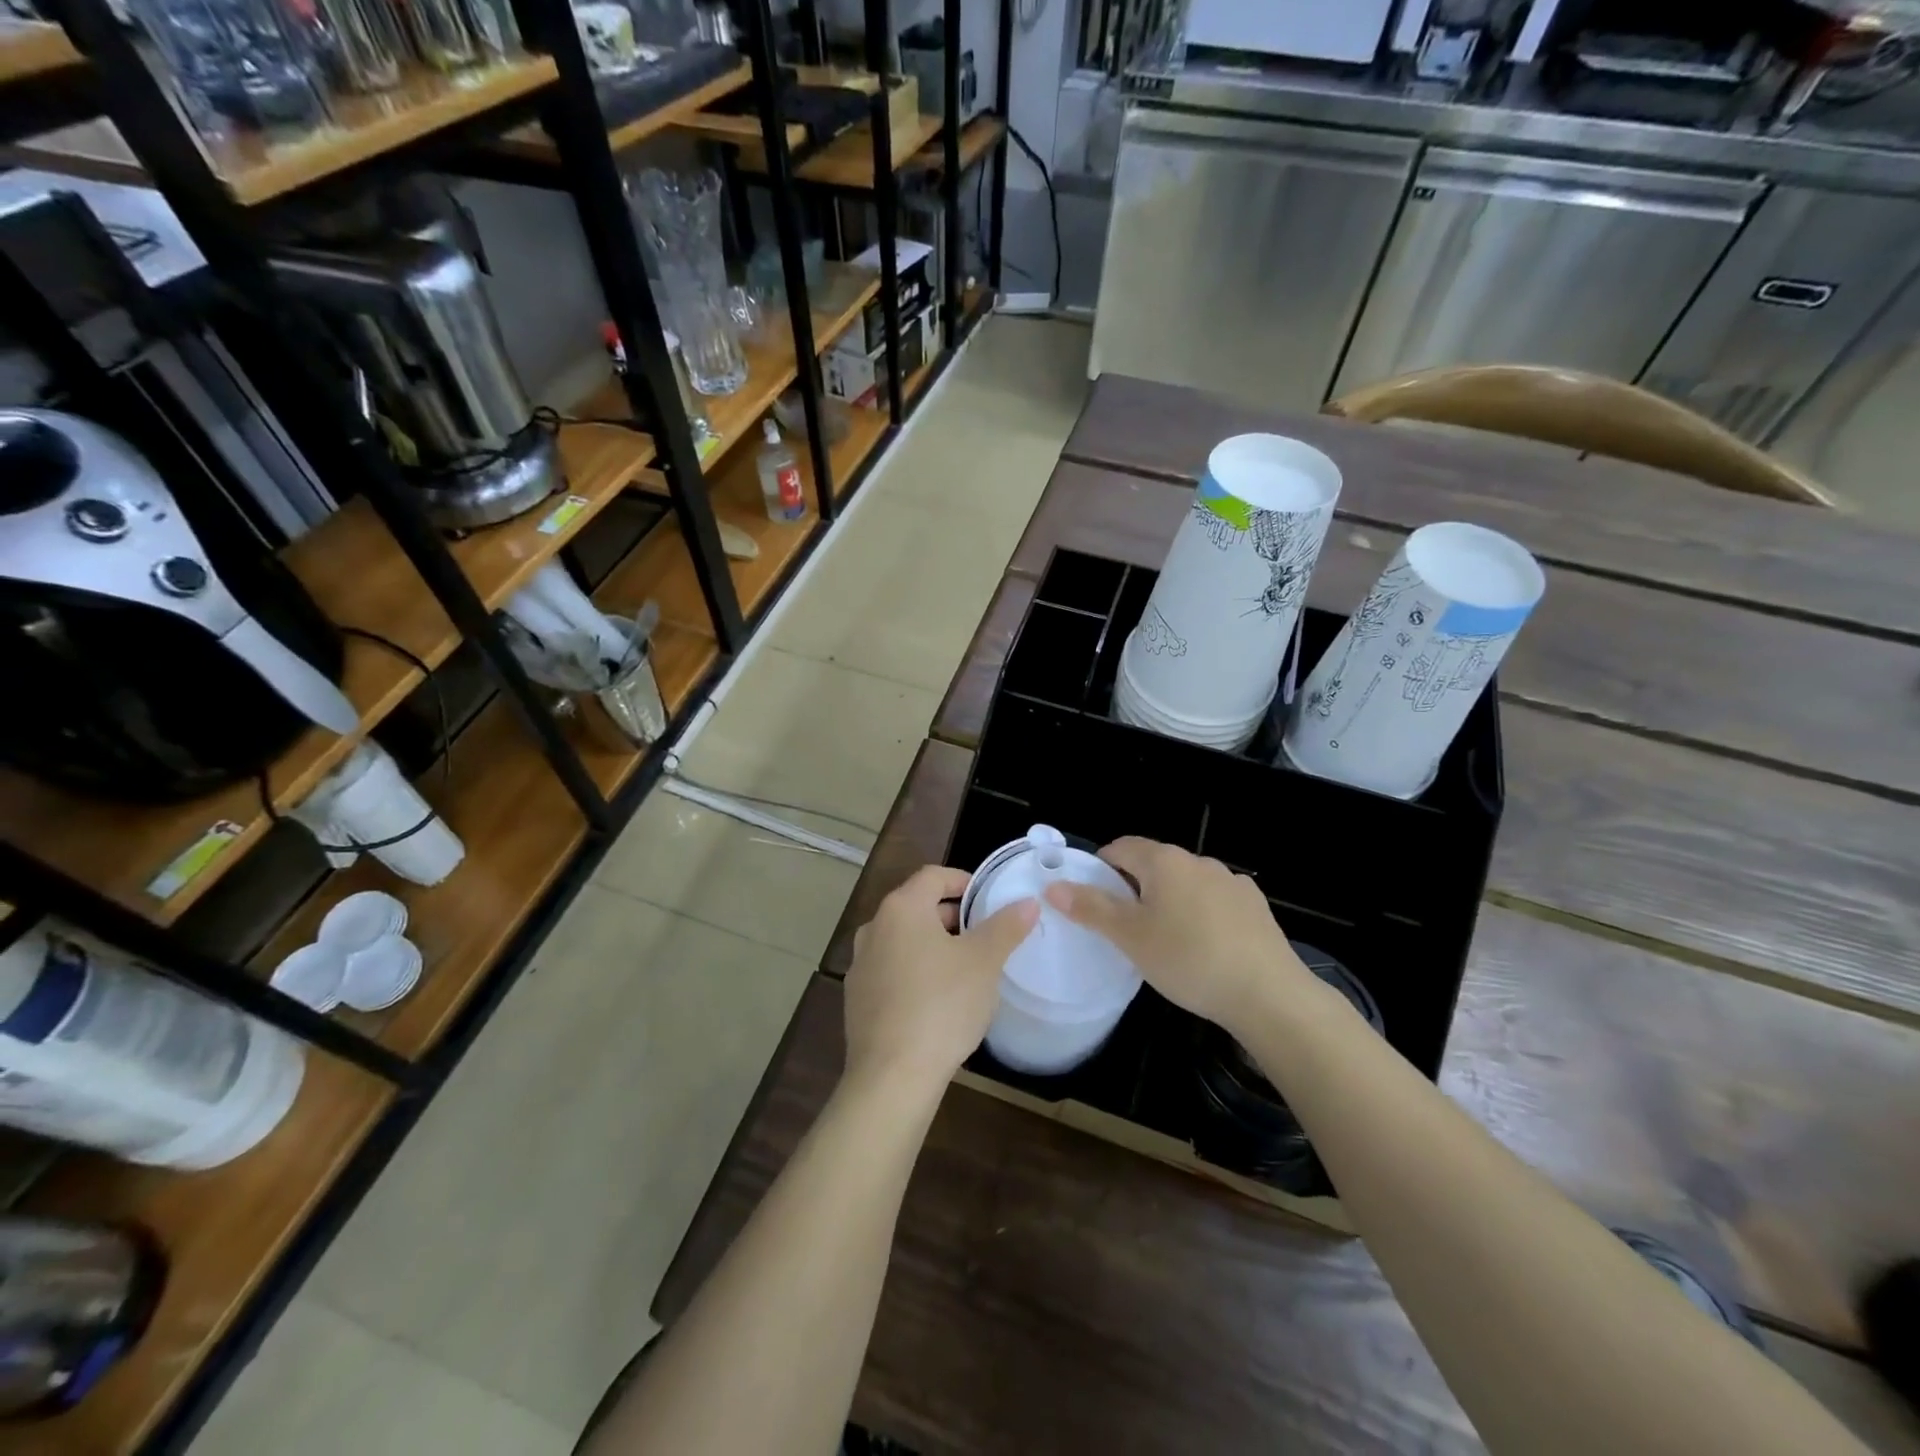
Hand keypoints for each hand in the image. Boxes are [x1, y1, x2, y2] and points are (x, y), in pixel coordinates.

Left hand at [843, 865, 1037, 1098]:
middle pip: (916, 907)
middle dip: (950, 917)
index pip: (932, 876)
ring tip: (964, 968)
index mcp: (901, 909)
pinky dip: (914, 972)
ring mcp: (860, 965)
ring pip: (902, 941)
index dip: (961, 880)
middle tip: (982, 935)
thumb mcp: (984, 962)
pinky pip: (891, 972)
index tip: (985, 897)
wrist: (892, 1075)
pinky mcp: (856, 999)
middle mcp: (873, 928)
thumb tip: (1027, 902)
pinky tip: (936, 1001)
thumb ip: (1006, 927)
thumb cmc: (942, 1004)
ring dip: (932, 945)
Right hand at [1043, 837, 1314, 1037]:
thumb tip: (1053, 885)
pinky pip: (1213, 900)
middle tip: (1125, 929)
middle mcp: (1198, 860)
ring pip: (1184, 883)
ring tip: (1165, 942)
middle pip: (1153, 864)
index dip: (1100, 869)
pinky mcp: (1254, 905)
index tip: (1093, 903)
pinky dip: (1200, 914)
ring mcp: (1231, 881)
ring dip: (1168, 901)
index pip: (1119, 848)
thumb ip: (1091, 908)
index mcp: (1164, 861)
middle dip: (1134, 889)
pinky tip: (1204, 947)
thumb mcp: (1130, 937)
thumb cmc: (1188, 960)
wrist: (1269, 994)